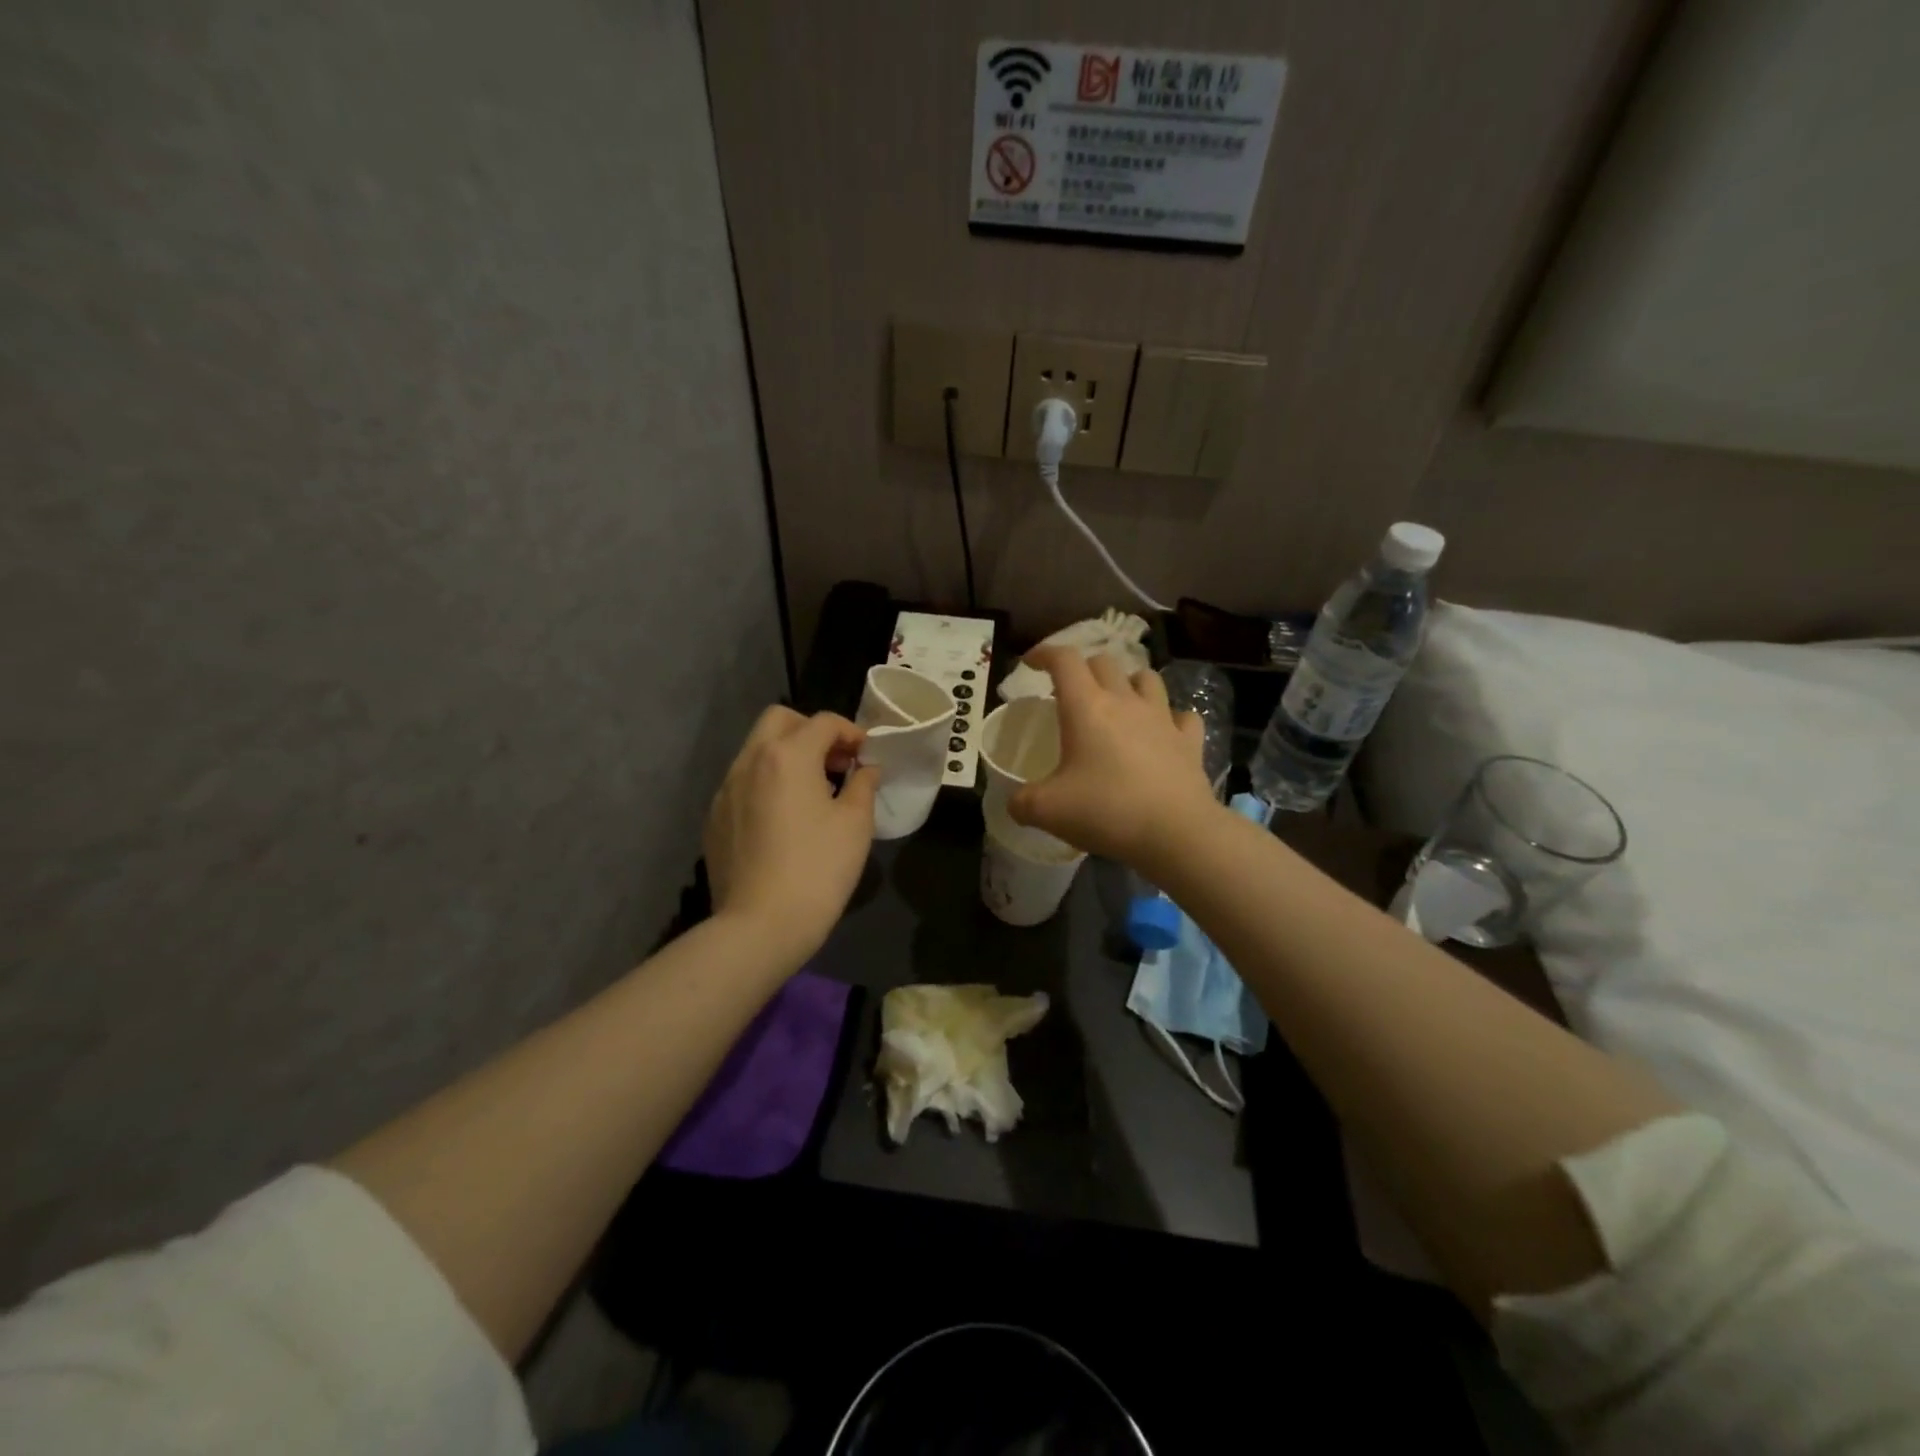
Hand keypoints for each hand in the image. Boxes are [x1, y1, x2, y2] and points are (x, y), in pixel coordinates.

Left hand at [704, 707, 879, 967]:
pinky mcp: (715, 817)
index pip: (823, 722)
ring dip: (787, 755)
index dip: (851, 732)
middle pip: (780, 720)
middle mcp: (750, 761)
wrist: (760, 925)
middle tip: (836, 763)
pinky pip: (743, 782)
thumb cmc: (818, 869)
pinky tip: (784, 819)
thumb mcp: (855, 824)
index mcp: (787, 755)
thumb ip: (863, 784)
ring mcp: (726, 789)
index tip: (867, 756)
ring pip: (757, 749)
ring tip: (813, 791)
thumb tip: (866, 768)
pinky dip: (767, 782)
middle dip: (811, 731)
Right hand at [1008, 647, 1216, 864]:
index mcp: (1086, 707)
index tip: (1030, 664)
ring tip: (1118, 702)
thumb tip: (1014, 802)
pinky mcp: (1189, 741)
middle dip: (1083, 668)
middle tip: (1070, 692)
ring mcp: (1162, 718)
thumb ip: (1021, 802)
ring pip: (1147, 678)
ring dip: (1128, 682)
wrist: (1176, 833)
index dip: (1044, 653)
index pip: (1063, 660)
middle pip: (1104, 662)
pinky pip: (1181, 716)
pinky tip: (1162, 732)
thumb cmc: (1106, 811)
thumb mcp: (1047, 810)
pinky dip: (1170, 718)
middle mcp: (1125, 701)